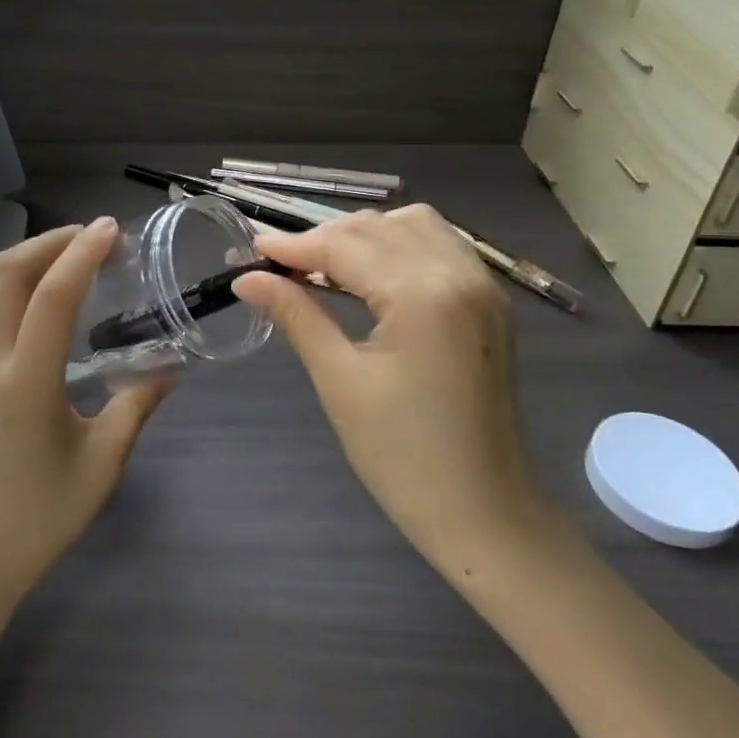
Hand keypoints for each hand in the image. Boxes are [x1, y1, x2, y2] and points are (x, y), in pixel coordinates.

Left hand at [0, 219, 169, 614]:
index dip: (82, 253)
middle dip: (49, 243)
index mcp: (24, 385)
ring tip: (48, 255)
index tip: (108, 230)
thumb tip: (170, 370)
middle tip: (85, 237)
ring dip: (12, 256)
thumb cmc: (39, 518)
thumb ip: (136, 406)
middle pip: (6, 273)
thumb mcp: (101, 465)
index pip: (52, 296)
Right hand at [236, 206, 547, 573]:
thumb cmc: (402, 456)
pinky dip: (401, 244)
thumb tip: (247, 279)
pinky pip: (441, 245)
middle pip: (377, 228)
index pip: (345, 246)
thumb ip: (295, 315)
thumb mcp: (339, 380)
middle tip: (280, 266)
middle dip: (324, 238)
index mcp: (422, 295)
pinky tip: (374, 272)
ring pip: (413, 224)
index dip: (293, 245)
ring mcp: (483, 285)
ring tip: (325, 266)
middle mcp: (459, 274)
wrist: (484, 513)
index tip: (251, 249)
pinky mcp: (490, 302)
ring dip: (365, 235)